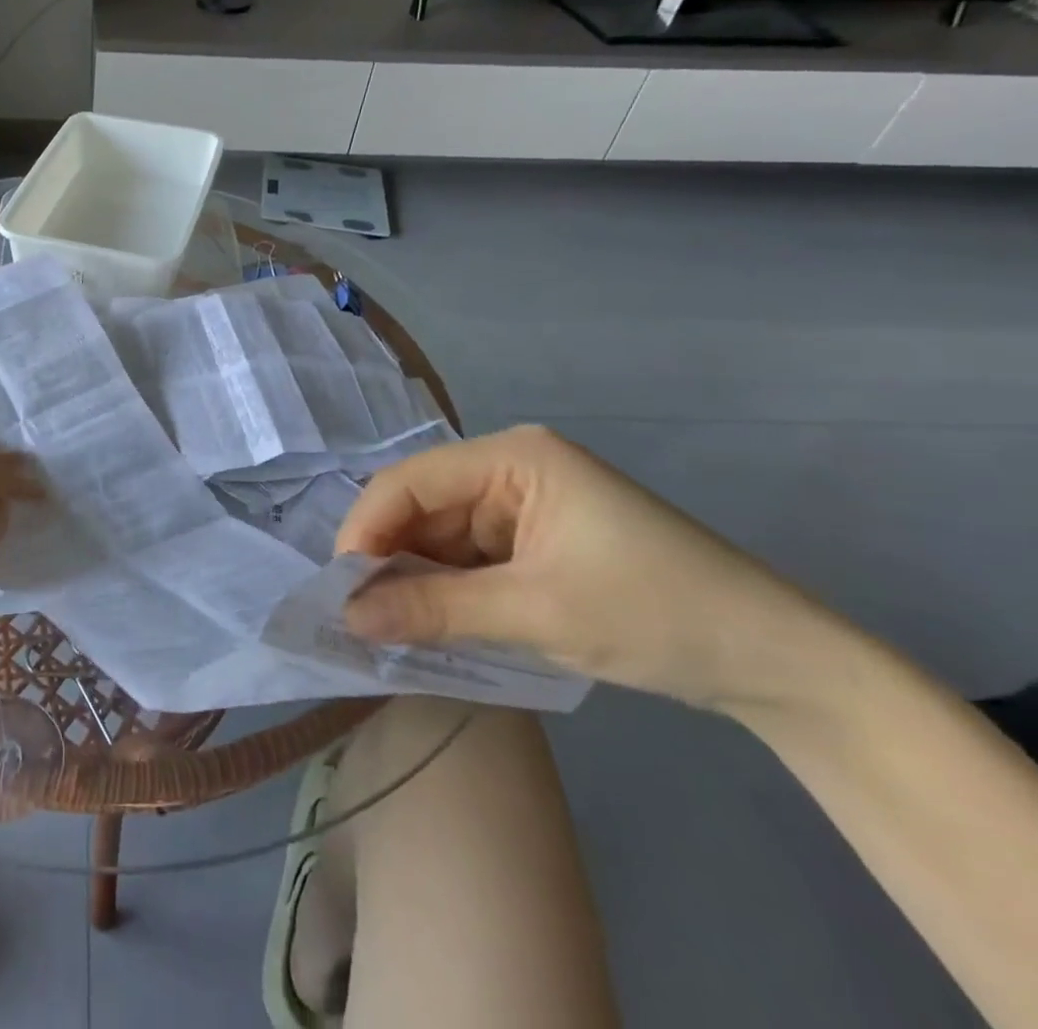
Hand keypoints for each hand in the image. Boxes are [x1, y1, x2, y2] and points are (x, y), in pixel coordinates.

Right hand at [337, 425, 838, 710]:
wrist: (782, 665)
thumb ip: (433, 609)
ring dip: (413, 576)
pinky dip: (445, 587)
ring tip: (384, 624)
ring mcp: (523, 503)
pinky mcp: (535, 539)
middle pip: (421, 506)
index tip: (340, 588)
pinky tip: (428, 620)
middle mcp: (510, 469)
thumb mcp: (535, 613)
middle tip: (357, 614)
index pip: (411, 481)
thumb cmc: (657, 615)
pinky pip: (468, 556)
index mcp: (513, 458)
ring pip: (440, 534)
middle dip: (387, 557)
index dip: (366, 528)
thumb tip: (346, 618)